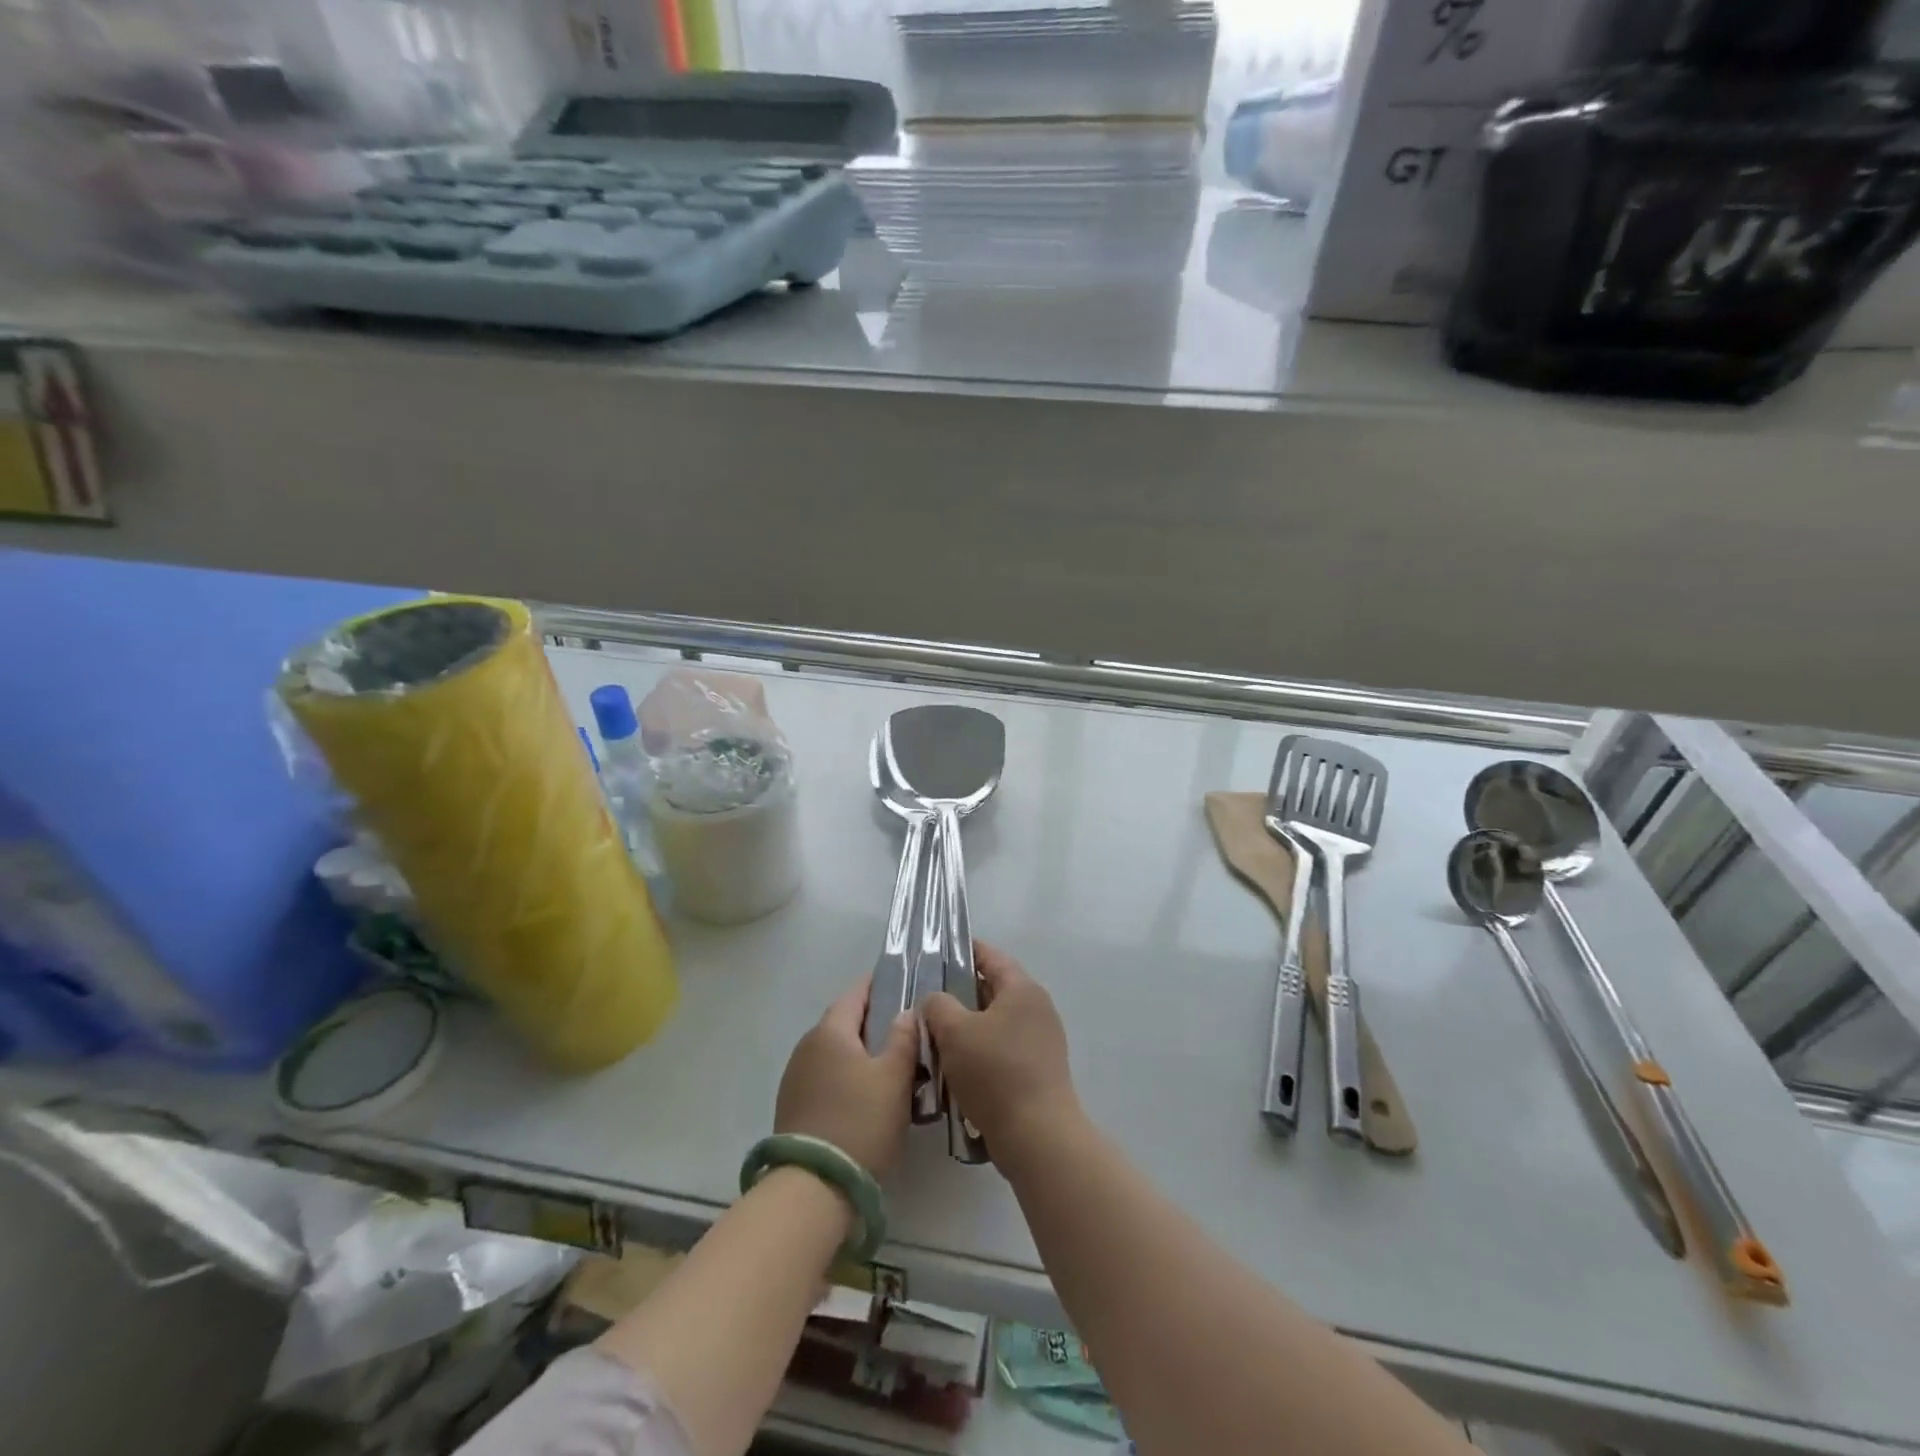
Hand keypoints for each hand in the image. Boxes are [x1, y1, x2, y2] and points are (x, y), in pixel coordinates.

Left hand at [775, 978, 917, 1176]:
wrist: (813, 1188)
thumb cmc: (861, 1122)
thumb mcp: (895, 1078)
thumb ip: (904, 1038)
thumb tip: (907, 1012)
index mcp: (830, 1030)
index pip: (856, 993)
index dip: (879, 985)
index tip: (902, 984)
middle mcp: (807, 1045)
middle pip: (845, 1022)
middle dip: (874, 1023)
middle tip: (907, 1032)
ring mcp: (796, 1077)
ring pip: (836, 1052)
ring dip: (861, 1053)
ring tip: (892, 1067)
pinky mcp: (793, 1106)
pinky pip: (826, 1077)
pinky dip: (847, 1077)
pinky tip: (867, 1097)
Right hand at [924, 943, 1078, 1162]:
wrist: (1037, 1136)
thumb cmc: (995, 1073)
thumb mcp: (954, 1031)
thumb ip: (938, 1005)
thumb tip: (936, 1001)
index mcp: (1022, 989)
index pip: (991, 957)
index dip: (964, 951)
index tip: (936, 954)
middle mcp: (1037, 1009)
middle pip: (992, 991)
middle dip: (959, 995)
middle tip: (926, 1003)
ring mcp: (1041, 1041)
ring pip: (995, 1024)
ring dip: (967, 1029)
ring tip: (935, 1038)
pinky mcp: (1038, 1071)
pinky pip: (1002, 1050)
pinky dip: (980, 1054)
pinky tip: (956, 1071)